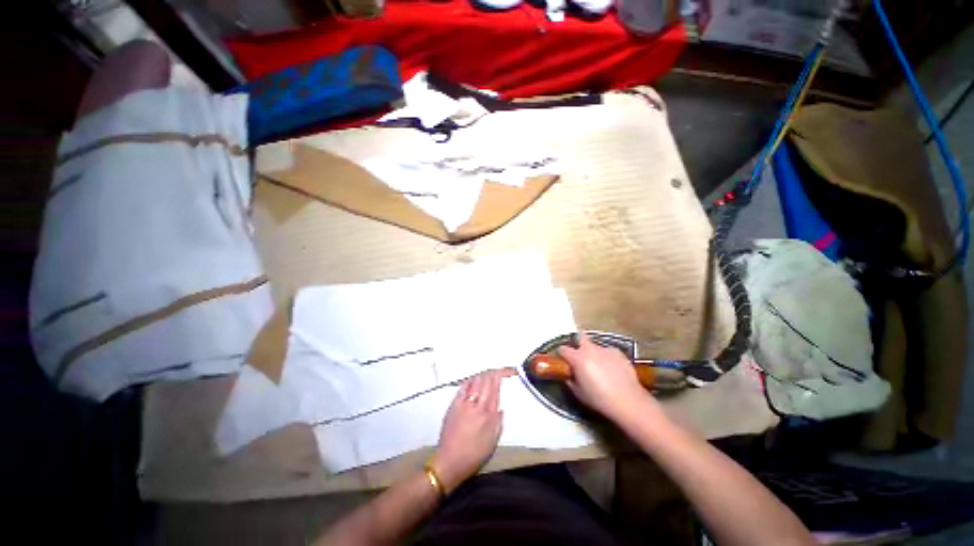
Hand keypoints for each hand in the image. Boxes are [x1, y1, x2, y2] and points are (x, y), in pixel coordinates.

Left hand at [433, 369, 506, 491]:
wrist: (451, 461)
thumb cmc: (474, 454)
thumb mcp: (493, 441)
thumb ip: (498, 421)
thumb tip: (500, 407)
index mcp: (490, 414)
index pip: (496, 388)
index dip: (500, 377)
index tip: (505, 372)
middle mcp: (478, 405)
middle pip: (486, 381)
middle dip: (492, 373)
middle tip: (496, 370)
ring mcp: (465, 403)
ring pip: (475, 381)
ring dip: (482, 375)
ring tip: (486, 373)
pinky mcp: (454, 404)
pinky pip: (463, 387)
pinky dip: (469, 380)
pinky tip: (472, 379)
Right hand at [557, 331, 654, 420]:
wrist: (628, 401)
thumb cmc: (599, 399)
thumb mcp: (579, 393)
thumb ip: (571, 380)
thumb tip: (569, 375)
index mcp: (578, 358)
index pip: (563, 349)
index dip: (562, 354)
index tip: (564, 361)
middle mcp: (590, 349)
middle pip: (580, 337)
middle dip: (578, 342)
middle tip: (580, 356)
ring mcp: (605, 349)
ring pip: (595, 346)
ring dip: (594, 353)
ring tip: (600, 367)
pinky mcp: (619, 353)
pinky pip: (608, 352)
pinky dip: (607, 358)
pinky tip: (612, 370)